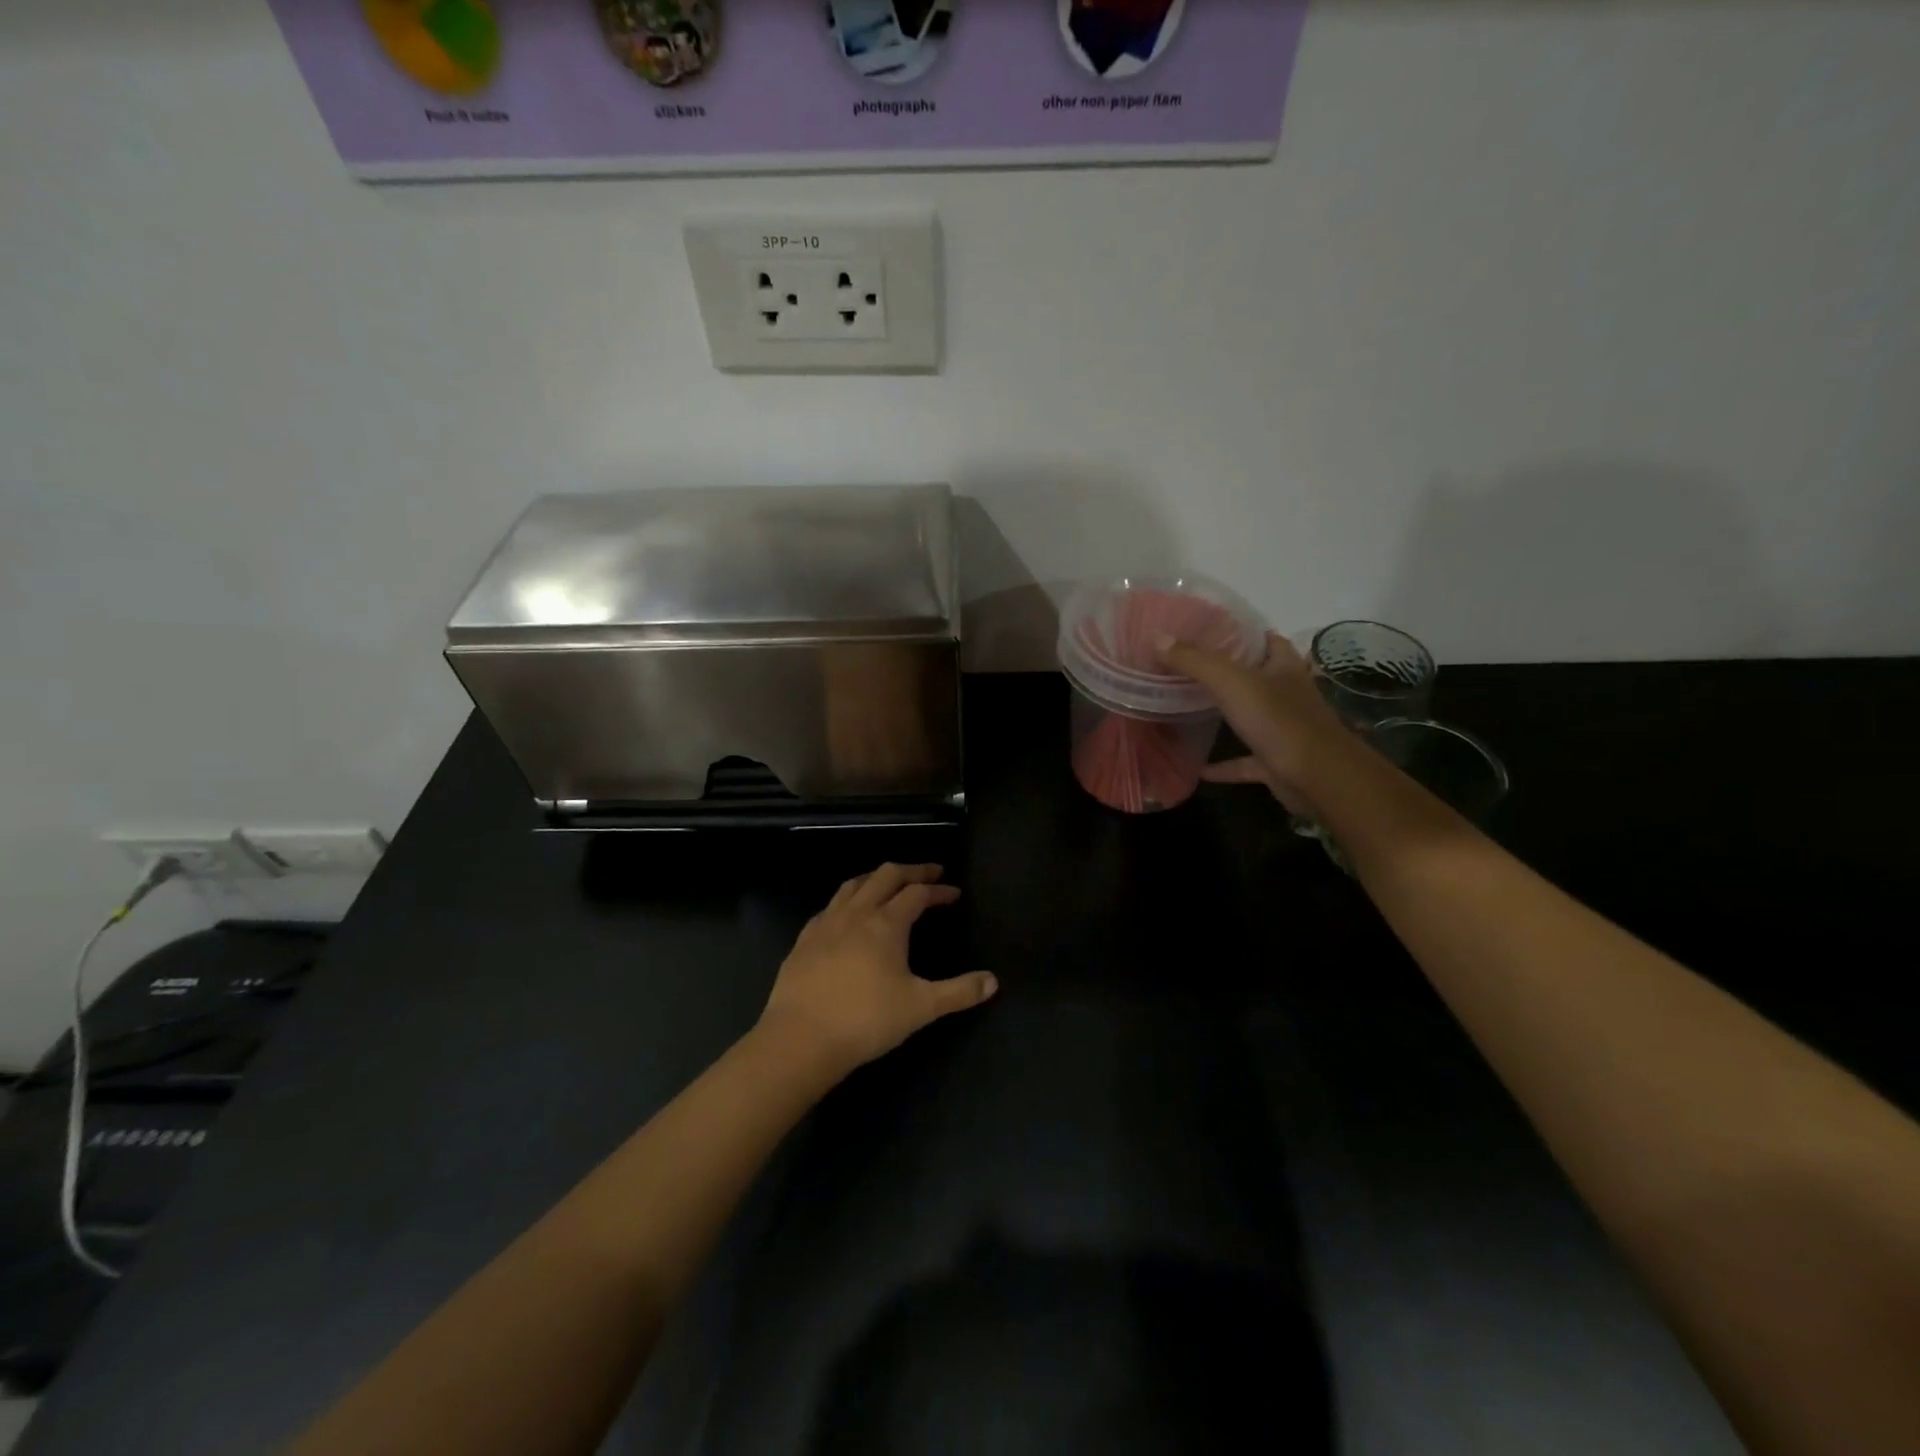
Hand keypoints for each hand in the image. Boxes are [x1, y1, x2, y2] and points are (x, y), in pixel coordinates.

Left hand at [759, 864, 996, 1077]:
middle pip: (886, 876)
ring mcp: (826, 924)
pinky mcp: (804, 940)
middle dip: (911, 871)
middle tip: (929, 872)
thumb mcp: (921, 1008)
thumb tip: (993, 981)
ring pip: (853, 885)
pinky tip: (846, 914)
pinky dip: (846, 900)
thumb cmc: (866, 1020)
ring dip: (876, 878)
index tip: (954, 892)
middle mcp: (856, 913)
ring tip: (888, 883)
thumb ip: (959, 992)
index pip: (917, 893)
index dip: (938, 889)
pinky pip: (829, 907)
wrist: (801, 1039)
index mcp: (887, 924)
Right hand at [1156, 631, 1349, 814]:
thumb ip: (1195, 661)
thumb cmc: (1278, 720)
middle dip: (1228, 672)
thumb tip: (1157, 638)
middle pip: (1256, 676)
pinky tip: (1199, 770)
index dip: (1240, 632)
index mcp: (1283, 666)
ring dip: (1227, 715)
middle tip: (1188, 667)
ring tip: (1190, 709)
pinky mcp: (1277, 761)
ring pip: (1251, 716)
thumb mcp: (1231, 682)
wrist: (1317, 777)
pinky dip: (1224, 765)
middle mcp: (1287, 694)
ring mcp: (1283, 729)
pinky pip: (1245, 761)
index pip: (1265, 639)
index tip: (1206, 631)